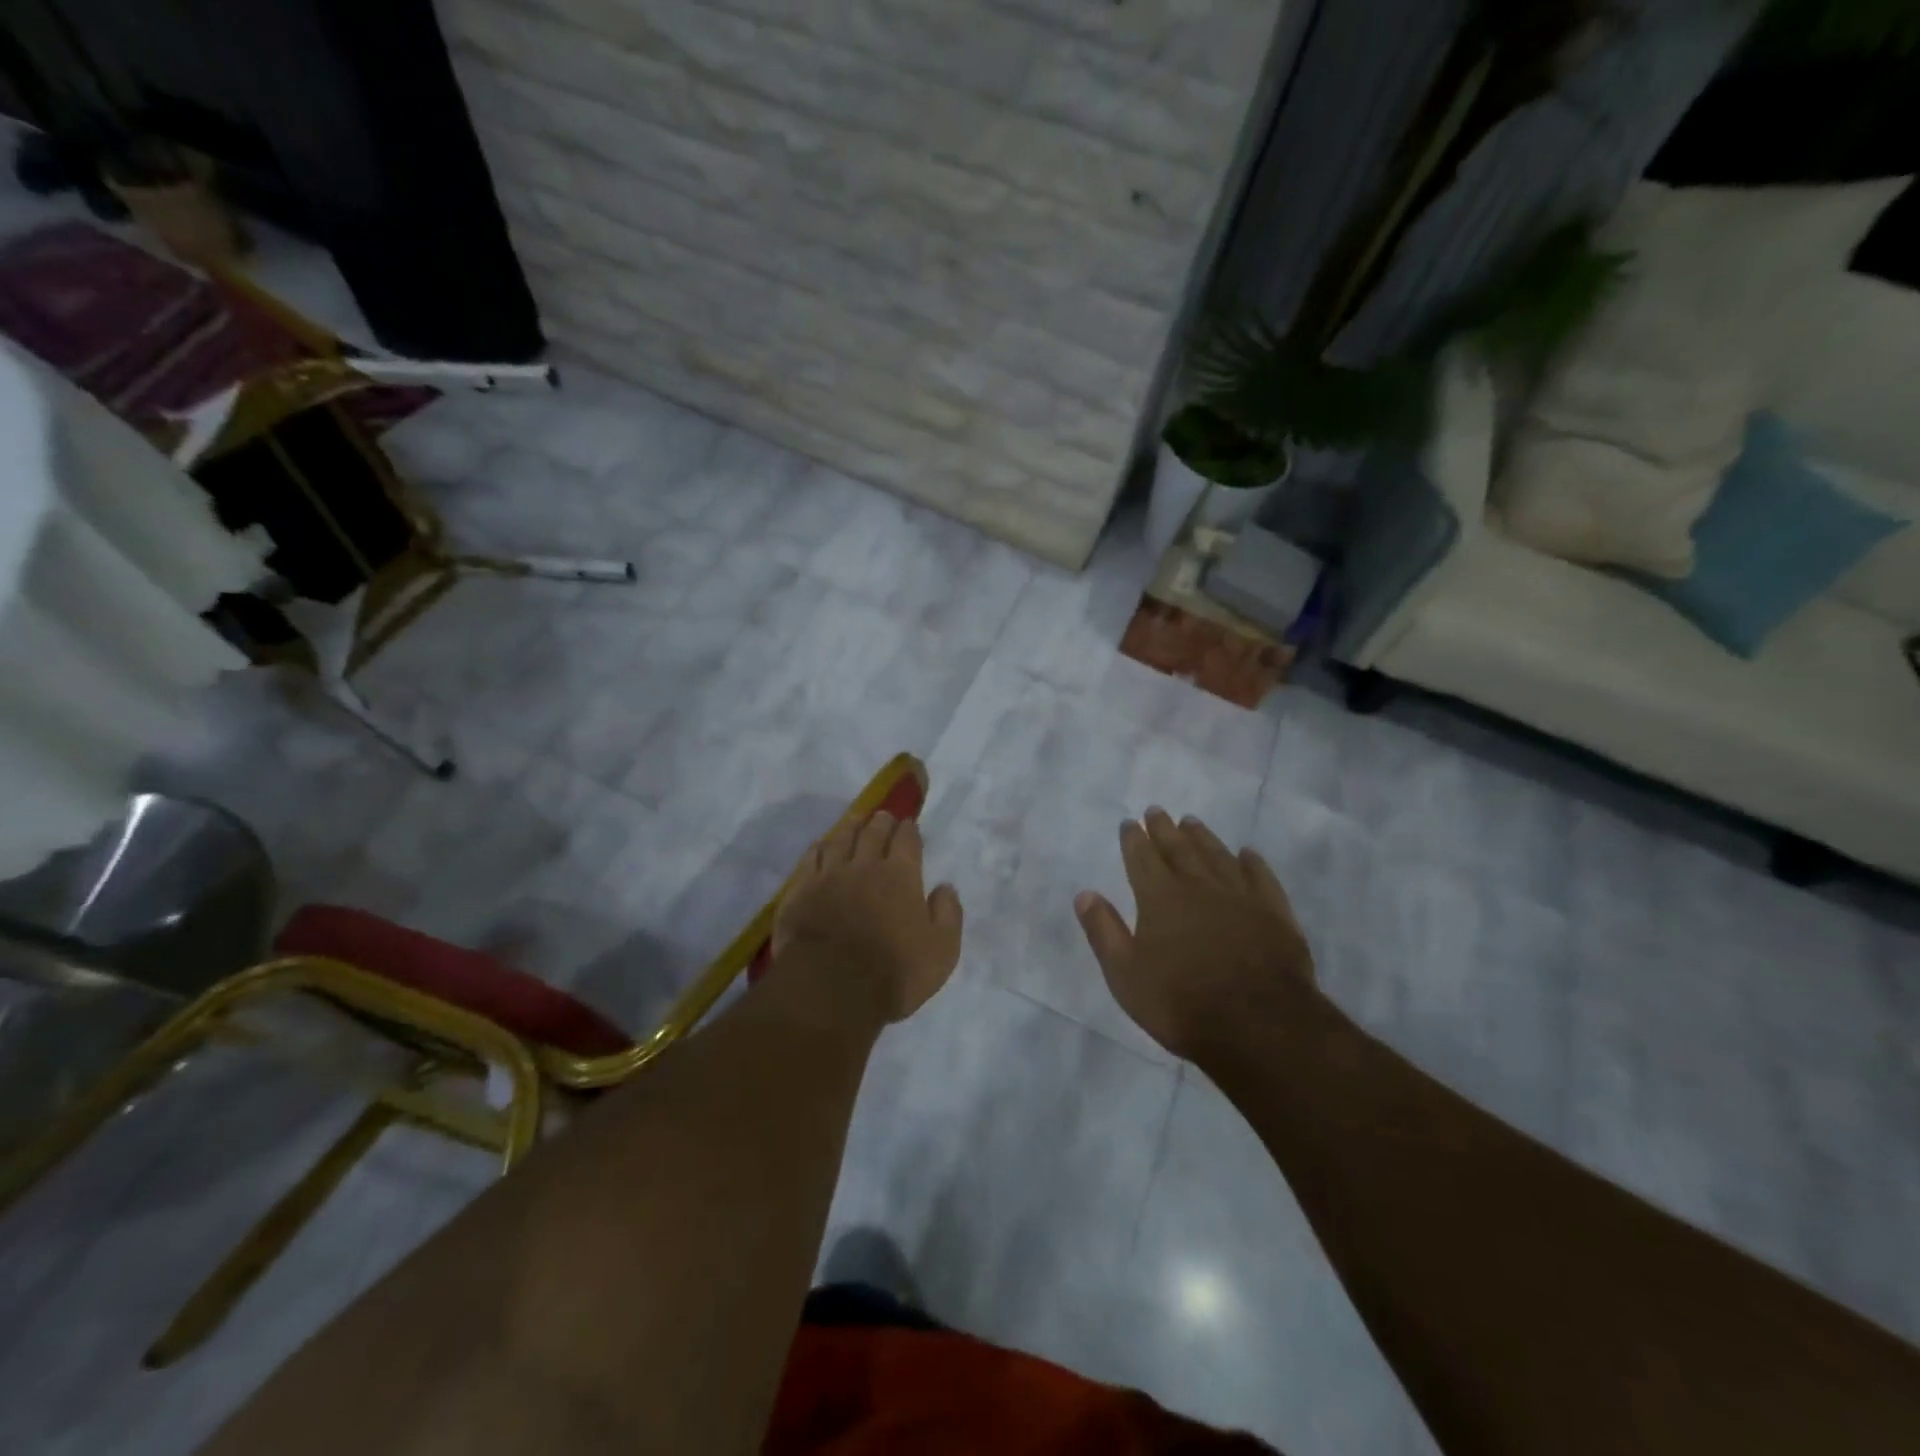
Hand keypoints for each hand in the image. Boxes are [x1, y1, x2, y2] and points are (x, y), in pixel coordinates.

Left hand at [774, 812, 962, 1023]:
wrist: (830, 990)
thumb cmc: (893, 973)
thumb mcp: (941, 951)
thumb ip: (948, 914)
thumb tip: (945, 887)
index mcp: (901, 876)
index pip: (907, 841)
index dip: (909, 830)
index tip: (909, 824)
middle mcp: (865, 866)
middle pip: (873, 833)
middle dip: (881, 822)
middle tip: (883, 817)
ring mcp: (829, 876)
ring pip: (840, 840)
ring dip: (850, 827)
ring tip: (855, 820)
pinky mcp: (800, 891)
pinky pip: (810, 859)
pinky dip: (819, 847)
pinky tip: (821, 845)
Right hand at [1075, 808, 1316, 1062]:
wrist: (1258, 1026)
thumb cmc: (1181, 1003)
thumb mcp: (1126, 974)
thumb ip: (1104, 931)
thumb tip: (1084, 894)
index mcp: (1160, 898)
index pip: (1142, 858)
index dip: (1134, 839)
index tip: (1129, 822)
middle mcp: (1198, 886)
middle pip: (1178, 849)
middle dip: (1164, 829)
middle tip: (1157, 811)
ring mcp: (1240, 896)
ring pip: (1217, 855)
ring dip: (1202, 837)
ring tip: (1192, 822)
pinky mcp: (1274, 913)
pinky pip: (1260, 877)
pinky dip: (1251, 862)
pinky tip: (1247, 854)